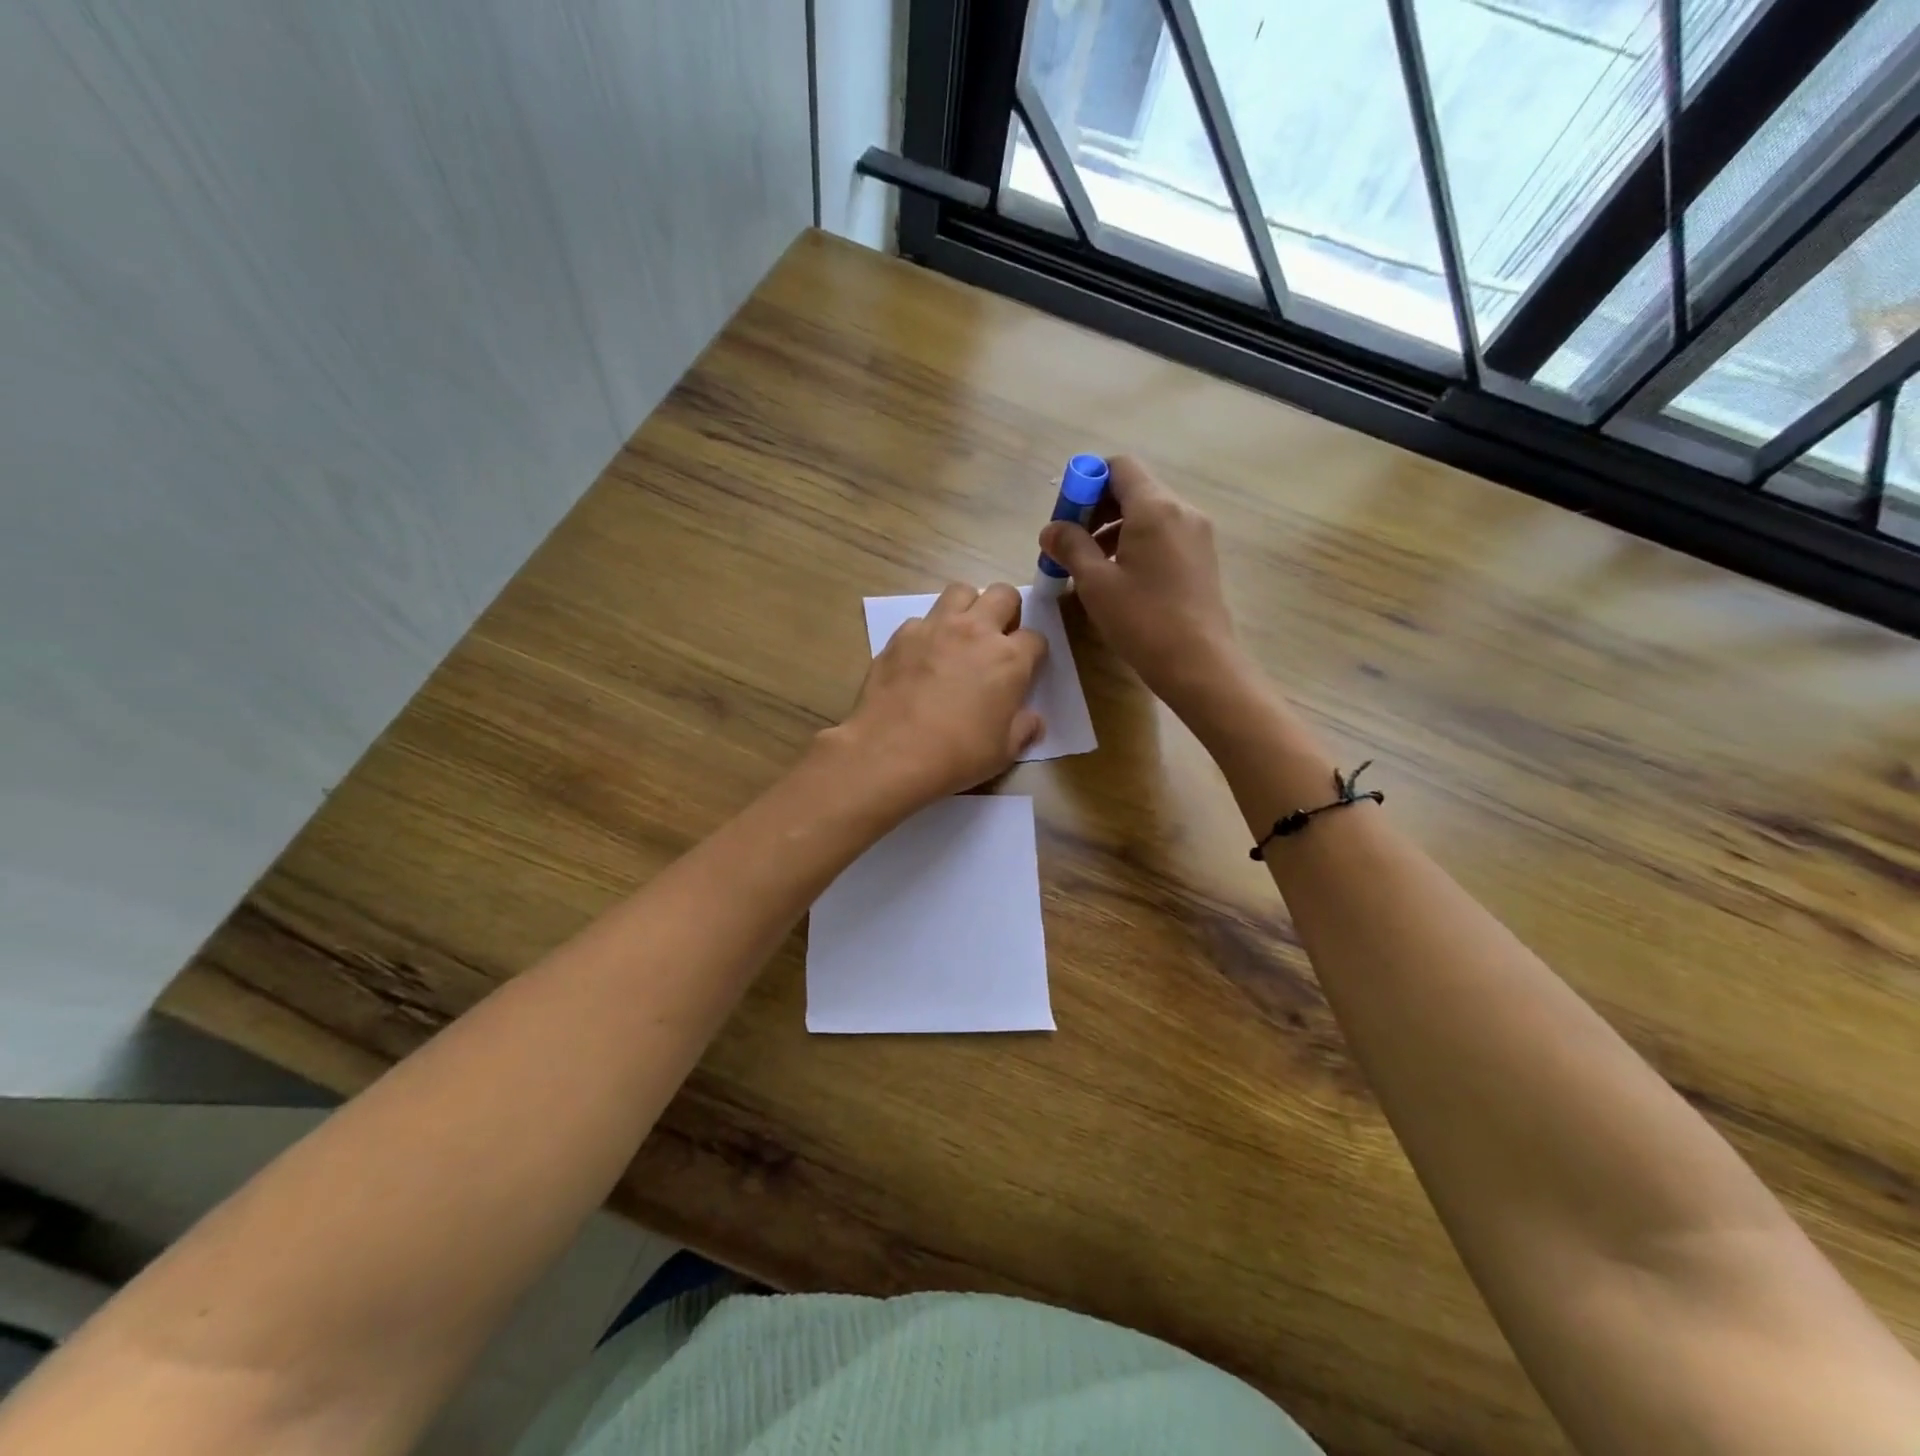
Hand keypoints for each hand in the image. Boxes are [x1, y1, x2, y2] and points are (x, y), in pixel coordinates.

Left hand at [820, 581, 1046, 812]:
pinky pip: (922, 619)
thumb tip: (1034, 721)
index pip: (1035, 638)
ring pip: (960, 591)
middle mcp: (975, 631)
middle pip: (1003, 594)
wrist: (891, 753)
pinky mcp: (901, 635)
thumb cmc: (957, 755)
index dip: (1032, 654)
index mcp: (1009, 659)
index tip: (1024, 670)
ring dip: (968, 607)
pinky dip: (928, 631)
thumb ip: (1024, 729)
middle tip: (997, 639)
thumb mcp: (1003, 752)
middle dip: (1007, 611)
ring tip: (961, 635)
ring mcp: (935, 628)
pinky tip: (922, 657)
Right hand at [1038, 455, 1242, 716]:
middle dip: (1097, 509)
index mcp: (1155, 508)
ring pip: (1148, 514)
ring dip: (1114, 529)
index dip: (1087, 482)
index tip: (1067, 516)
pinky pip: (1163, 535)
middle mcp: (1181, 511)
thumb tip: (1051, 529)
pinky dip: (1136, 544)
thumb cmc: (1143, 620)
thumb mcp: (1095, 583)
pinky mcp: (1202, 558)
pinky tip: (1120, 578)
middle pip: (1134, 489)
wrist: (1199, 663)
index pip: (1119, 467)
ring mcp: (1197, 534)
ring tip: (1091, 566)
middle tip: (1071, 544)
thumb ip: (1071, 547)